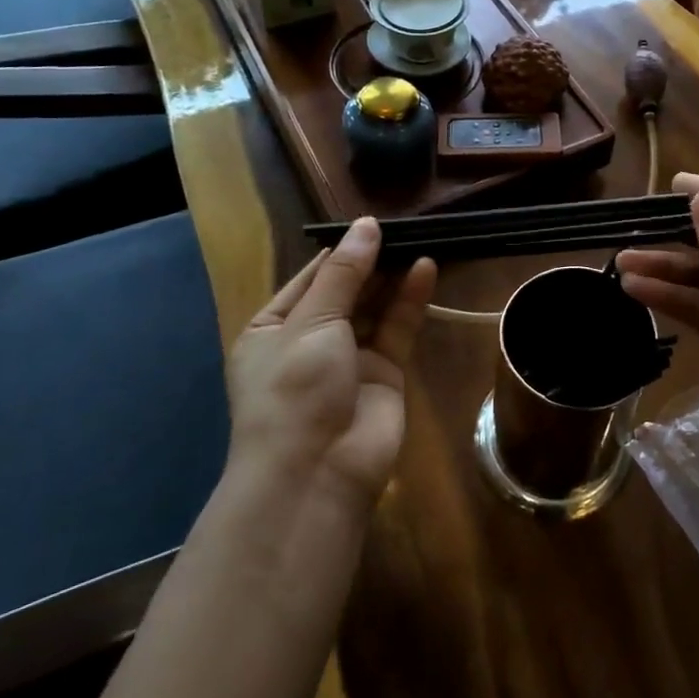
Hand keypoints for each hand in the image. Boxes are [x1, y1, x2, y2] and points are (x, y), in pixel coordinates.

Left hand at [227, 218, 435, 503]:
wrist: (315, 473)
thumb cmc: (293, 389)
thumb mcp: (311, 322)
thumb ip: (345, 274)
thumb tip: (366, 225)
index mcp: (273, 328)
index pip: (310, 277)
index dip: (341, 250)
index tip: (370, 223)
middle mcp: (310, 340)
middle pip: (346, 290)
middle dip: (371, 261)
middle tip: (403, 227)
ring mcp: (349, 357)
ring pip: (375, 307)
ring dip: (393, 276)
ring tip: (418, 239)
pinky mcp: (385, 373)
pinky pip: (398, 328)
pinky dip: (411, 300)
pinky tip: (426, 269)